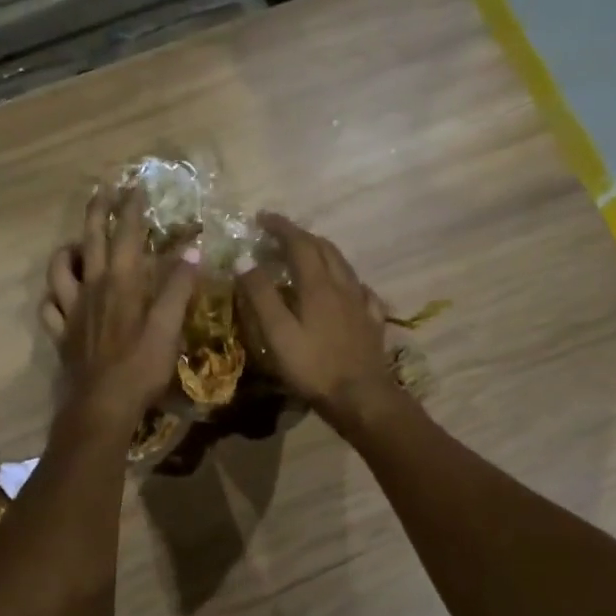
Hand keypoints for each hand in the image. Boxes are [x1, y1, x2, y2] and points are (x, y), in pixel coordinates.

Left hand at [43, 187, 198, 435]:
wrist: (101, 407)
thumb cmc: (141, 367)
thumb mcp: (169, 327)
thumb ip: (179, 287)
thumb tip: (193, 249)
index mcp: (122, 283)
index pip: (127, 234)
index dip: (132, 208)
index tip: (137, 186)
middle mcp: (93, 287)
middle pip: (90, 239)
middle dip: (98, 211)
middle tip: (103, 190)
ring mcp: (72, 310)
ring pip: (59, 268)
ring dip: (68, 249)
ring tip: (78, 244)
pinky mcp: (61, 333)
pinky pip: (49, 305)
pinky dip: (54, 294)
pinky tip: (61, 294)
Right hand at [236, 213, 402, 431]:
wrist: (362, 397)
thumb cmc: (314, 367)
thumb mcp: (278, 333)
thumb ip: (261, 295)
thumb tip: (244, 259)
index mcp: (318, 285)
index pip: (299, 243)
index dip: (281, 227)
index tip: (262, 218)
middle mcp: (343, 285)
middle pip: (324, 248)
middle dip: (301, 236)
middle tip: (280, 235)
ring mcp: (361, 303)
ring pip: (343, 265)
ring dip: (322, 252)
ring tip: (306, 255)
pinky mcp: (372, 321)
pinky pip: (359, 289)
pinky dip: (344, 279)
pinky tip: (343, 288)